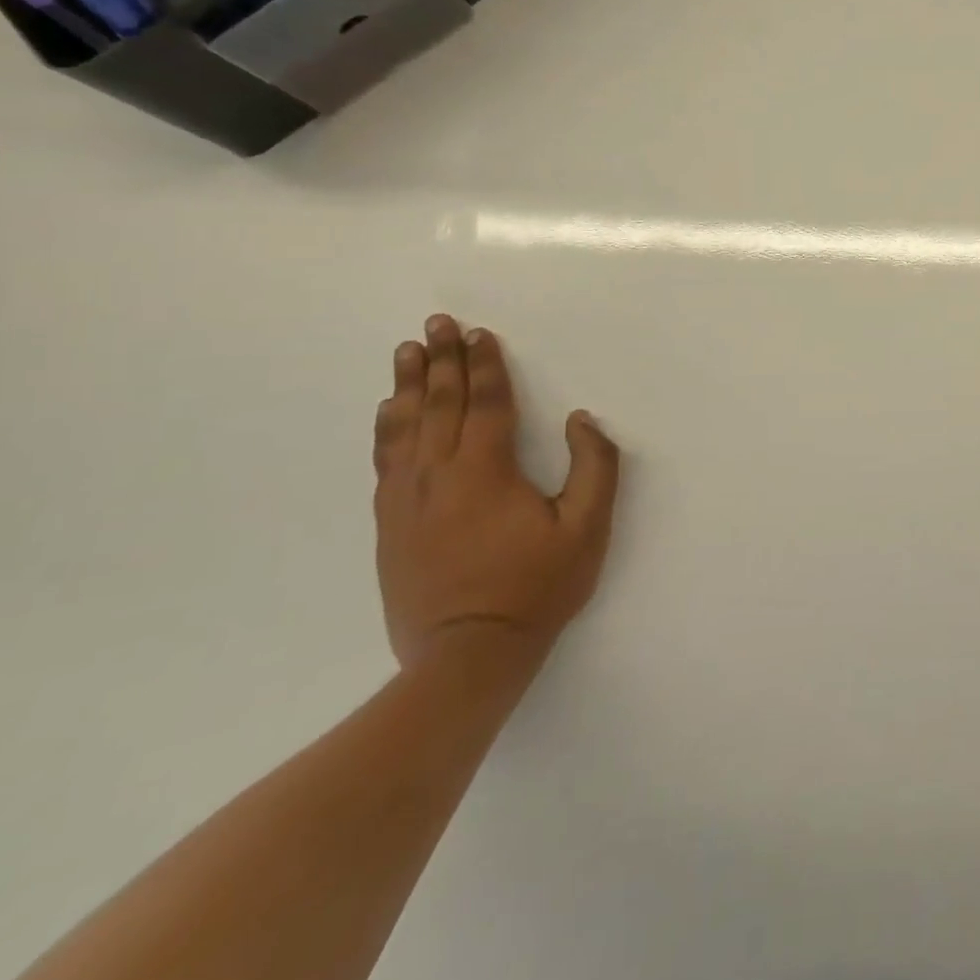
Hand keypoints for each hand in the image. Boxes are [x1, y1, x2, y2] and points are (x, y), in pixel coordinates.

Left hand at [373, 315, 623, 669]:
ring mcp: (407, 500)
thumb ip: (594, 467)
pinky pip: (385, 461)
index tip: (481, 334)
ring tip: (406, 351)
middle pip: (439, 404)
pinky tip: (388, 412)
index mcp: (486, 471)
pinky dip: (387, 427)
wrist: (466, 657)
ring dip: (408, 385)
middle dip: (440, 360)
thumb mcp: (587, 529)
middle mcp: (438, 475)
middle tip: (436, 322)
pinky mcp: (391, 524)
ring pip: (404, 427)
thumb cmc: (536, 588)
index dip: (486, 366)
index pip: (487, 403)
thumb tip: (582, 420)